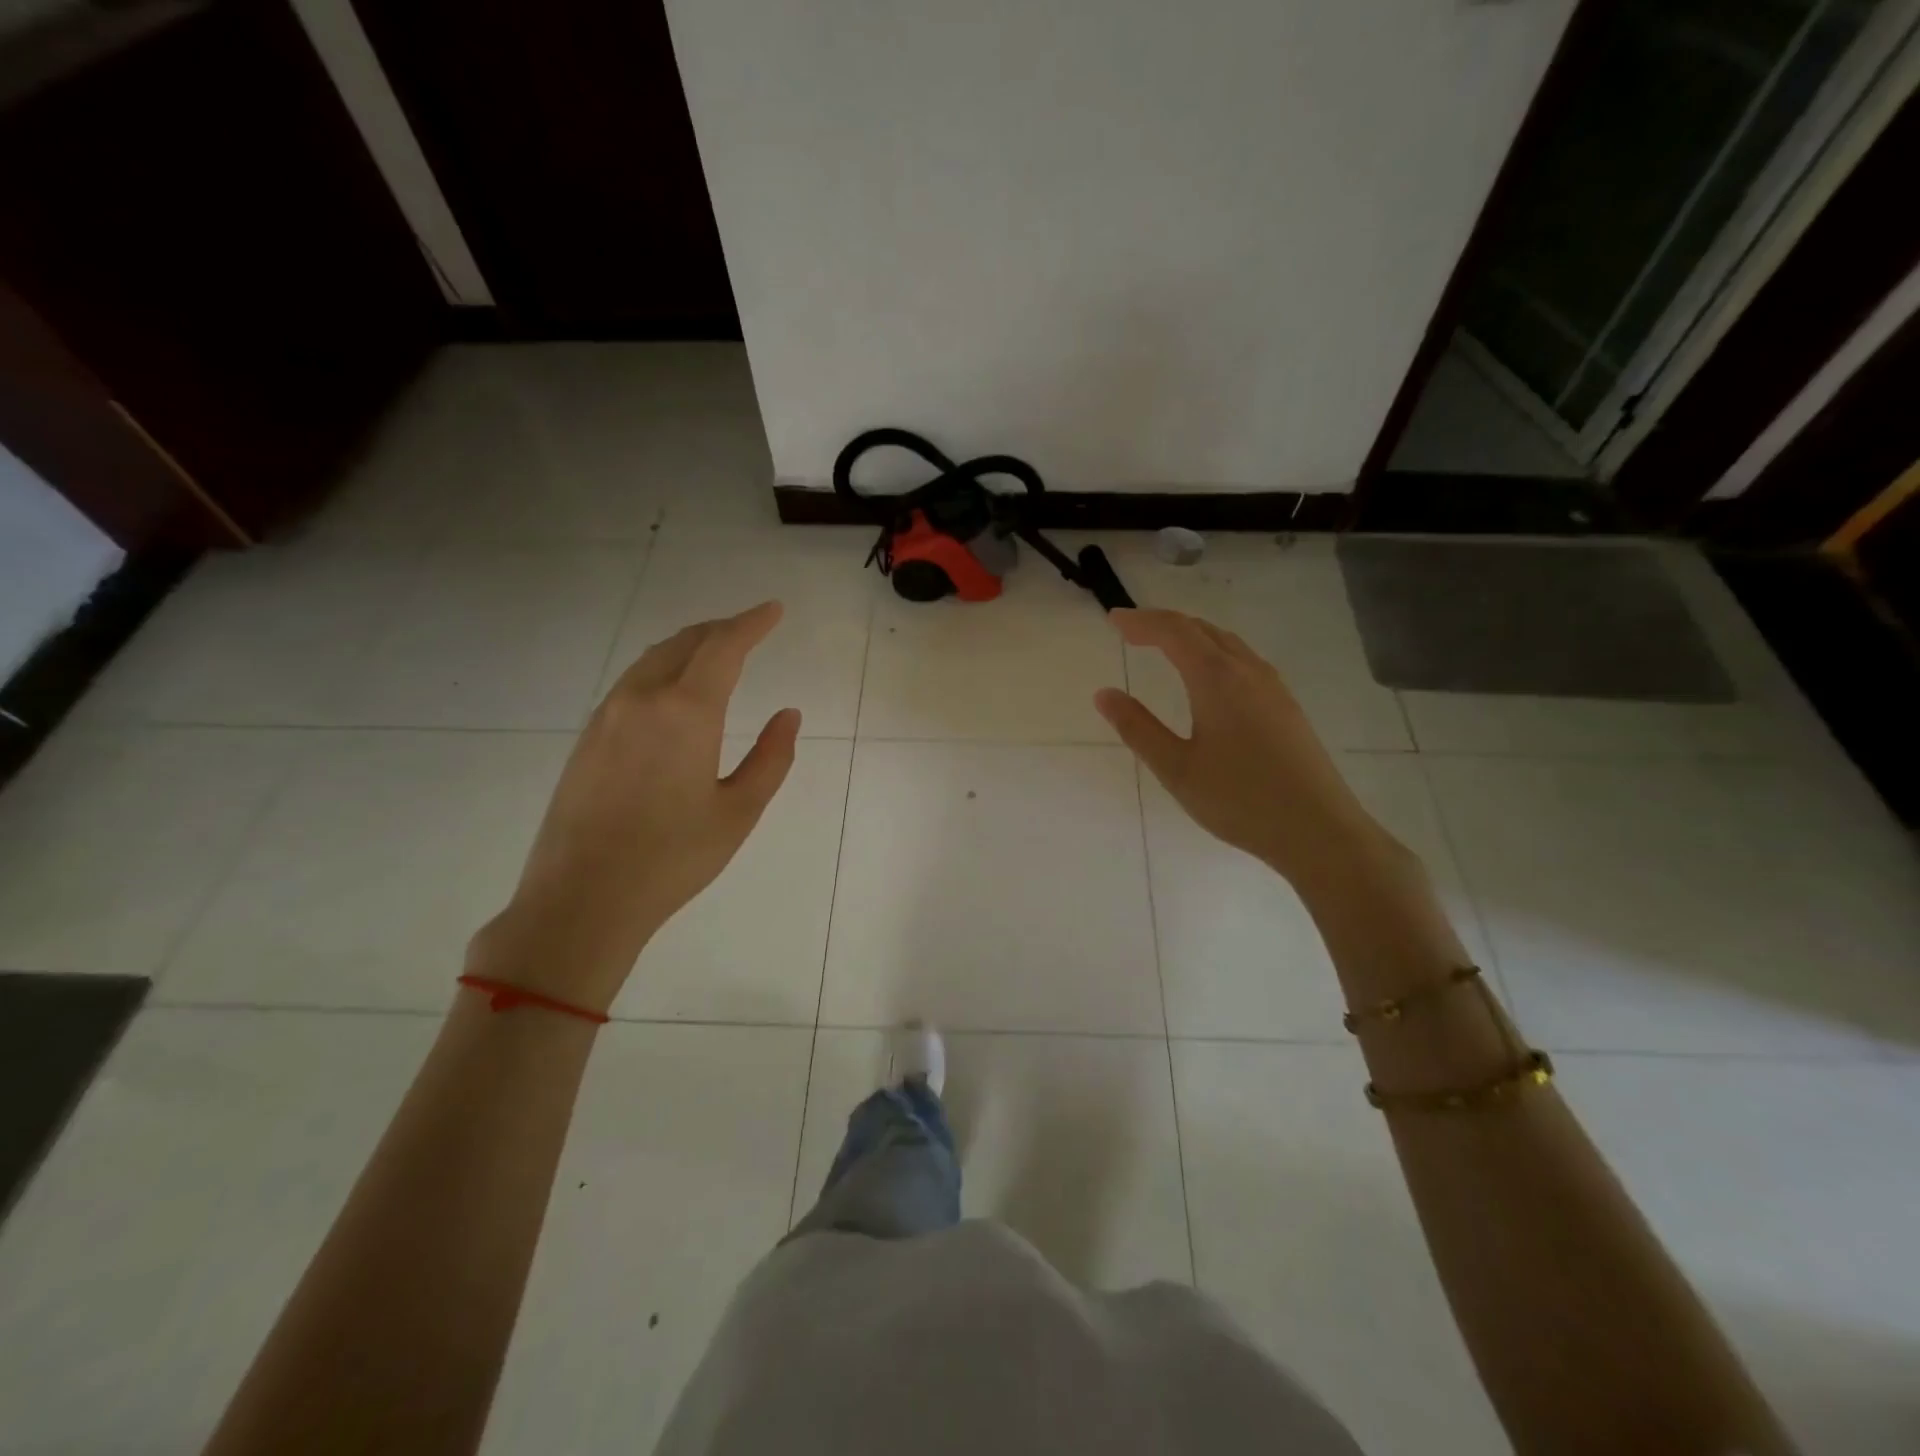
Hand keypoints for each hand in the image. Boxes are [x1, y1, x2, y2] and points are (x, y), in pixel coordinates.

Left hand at [468, 601, 799, 1012]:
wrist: (581, 899)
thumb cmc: (673, 858)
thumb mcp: (739, 811)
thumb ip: (771, 757)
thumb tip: (788, 714)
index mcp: (685, 712)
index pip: (723, 647)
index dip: (752, 623)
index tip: (774, 609)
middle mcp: (641, 699)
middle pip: (684, 643)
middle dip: (721, 629)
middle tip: (750, 628)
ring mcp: (606, 716)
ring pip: (653, 659)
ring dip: (688, 646)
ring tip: (716, 652)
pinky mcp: (587, 738)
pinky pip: (631, 683)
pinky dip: (662, 669)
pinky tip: (673, 690)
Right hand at [1094, 608, 1401, 887]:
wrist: (1318, 830)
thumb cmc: (1239, 800)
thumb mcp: (1176, 768)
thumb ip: (1137, 728)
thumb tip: (1104, 694)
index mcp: (1217, 679)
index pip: (1174, 632)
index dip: (1141, 621)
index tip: (1113, 620)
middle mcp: (1248, 671)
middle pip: (1202, 630)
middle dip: (1164, 624)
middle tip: (1131, 631)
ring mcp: (1273, 687)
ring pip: (1227, 643)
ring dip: (1191, 636)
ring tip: (1164, 647)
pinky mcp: (1286, 706)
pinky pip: (1243, 661)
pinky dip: (1214, 653)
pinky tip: (1208, 678)